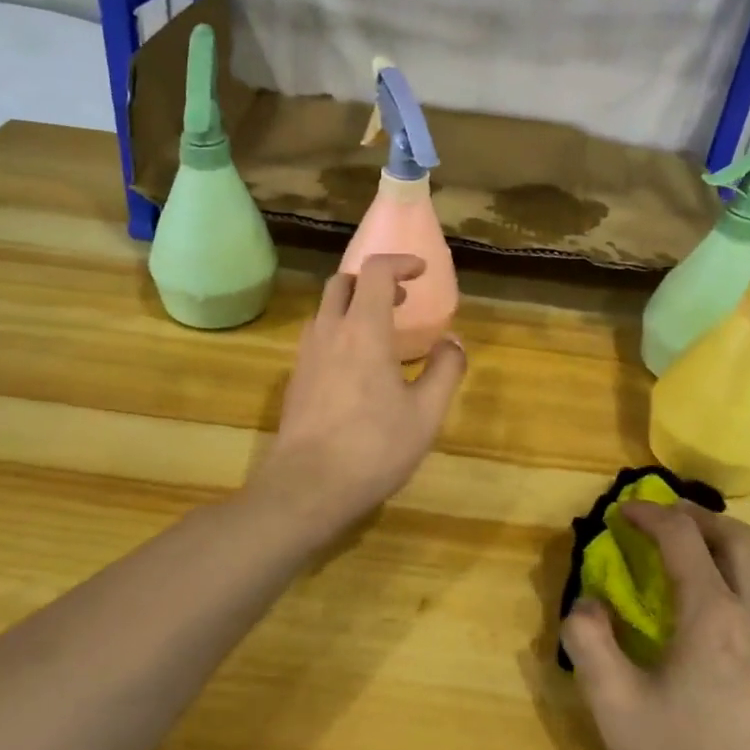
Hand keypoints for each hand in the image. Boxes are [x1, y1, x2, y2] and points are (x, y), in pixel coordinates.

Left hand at [252, 254, 466, 526]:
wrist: (307, 487)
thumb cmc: (374, 447)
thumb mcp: (425, 413)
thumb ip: (445, 371)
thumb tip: (453, 342)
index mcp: (363, 330)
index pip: (375, 272)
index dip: (399, 263)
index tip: (420, 271)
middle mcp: (329, 332)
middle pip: (342, 282)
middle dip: (372, 280)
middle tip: (399, 300)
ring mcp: (306, 356)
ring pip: (324, 310)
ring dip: (352, 305)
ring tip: (379, 331)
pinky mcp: (295, 380)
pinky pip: (316, 337)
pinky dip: (338, 331)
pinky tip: (356, 366)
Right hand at [561, 502, 749, 749]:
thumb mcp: (617, 711)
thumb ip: (590, 644)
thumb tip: (586, 603)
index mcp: (713, 614)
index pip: (682, 538)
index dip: (650, 515)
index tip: (623, 512)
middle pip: (740, 539)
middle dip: (700, 518)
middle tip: (667, 521)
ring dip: (738, 549)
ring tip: (708, 561)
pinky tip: (741, 620)